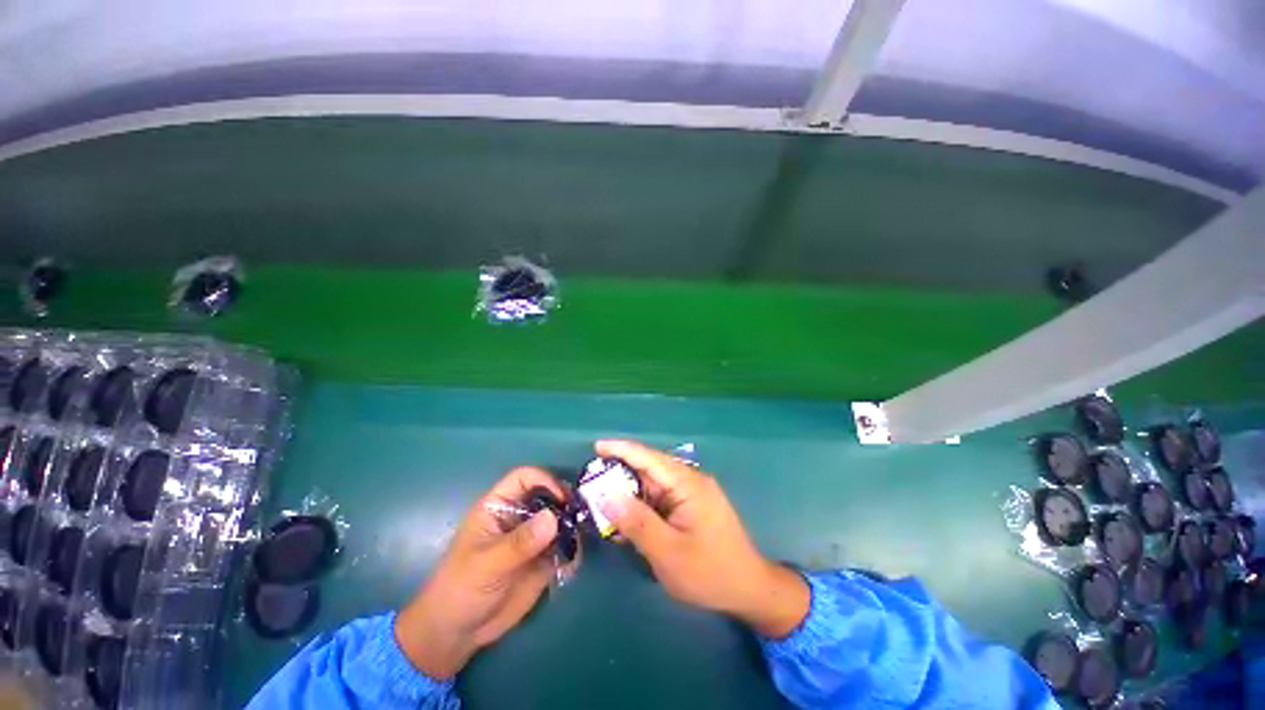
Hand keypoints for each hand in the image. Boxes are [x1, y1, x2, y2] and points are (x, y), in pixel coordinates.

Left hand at [395, 467, 566, 677]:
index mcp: (498, 506)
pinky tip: (574, 561)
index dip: (545, 480)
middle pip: (548, 494)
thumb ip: (520, 542)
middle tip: (583, 513)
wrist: (457, 633)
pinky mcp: (542, 558)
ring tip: (583, 536)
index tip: (562, 499)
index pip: (524, 478)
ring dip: (573, 524)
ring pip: (560, 518)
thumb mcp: (487, 564)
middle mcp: (519, 516)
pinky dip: (573, 548)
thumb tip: (553, 517)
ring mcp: (533, 537)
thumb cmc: (461, 589)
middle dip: (566, 500)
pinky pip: (563, 545)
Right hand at [593, 440, 809, 637]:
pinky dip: (642, 506)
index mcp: (688, 483)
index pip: (650, 458)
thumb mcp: (668, 552)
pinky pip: (661, 499)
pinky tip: (627, 518)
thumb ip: (637, 522)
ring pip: (653, 485)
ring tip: (602, 500)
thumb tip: (606, 494)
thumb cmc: (710, 573)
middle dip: (620, 473)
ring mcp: (692, 493)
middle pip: (650, 470)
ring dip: (630, 492)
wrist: (749, 590)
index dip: (622, 449)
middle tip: (591, 482)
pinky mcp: (691, 506)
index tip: (596, 446)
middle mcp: (690, 481)